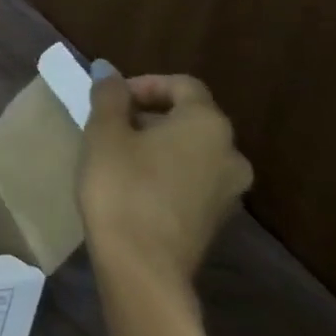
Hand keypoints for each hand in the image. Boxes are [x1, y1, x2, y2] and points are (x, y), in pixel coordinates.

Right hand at [78, 68, 252, 286]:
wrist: (142, 264)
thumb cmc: (121, 185)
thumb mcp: (104, 132)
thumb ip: (109, 96)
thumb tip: (108, 71)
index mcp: (208, 125)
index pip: (182, 85)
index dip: (144, 84)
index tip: (110, 99)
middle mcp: (231, 153)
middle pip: (191, 117)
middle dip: (149, 114)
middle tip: (108, 125)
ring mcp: (230, 190)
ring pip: (192, 150)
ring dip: (157, 143)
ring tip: (117, 154)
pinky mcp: (216, 218)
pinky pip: (192, 178)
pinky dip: (166, 171)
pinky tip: (133, 184)